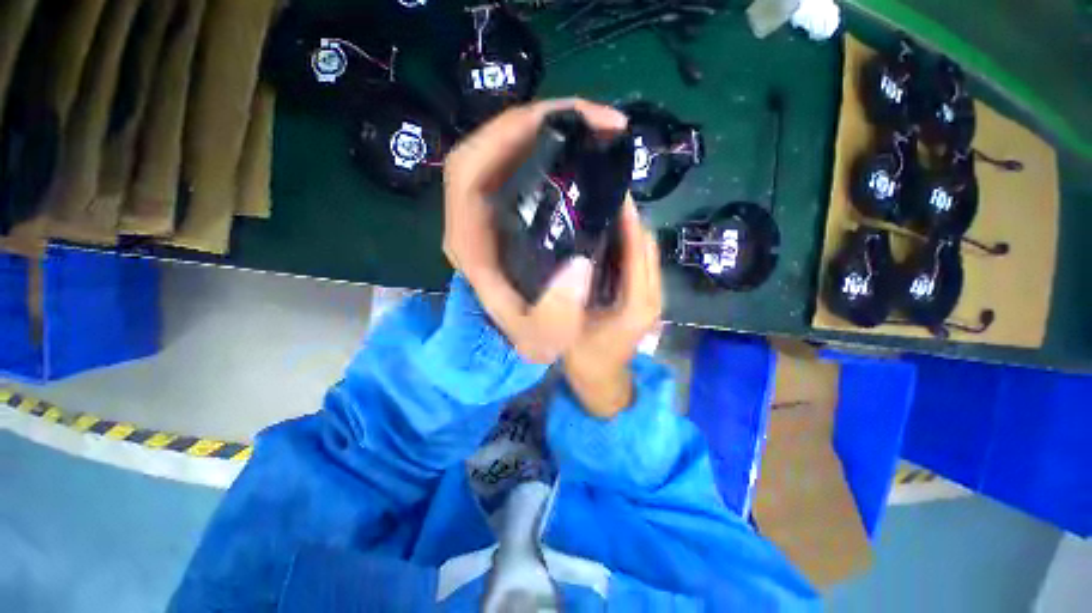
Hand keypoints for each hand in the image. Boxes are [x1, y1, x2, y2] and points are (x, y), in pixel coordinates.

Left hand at [443, 99, 628, 363]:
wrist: (532, 332)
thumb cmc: (533, 333)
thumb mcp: (543, 337)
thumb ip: (556, 315)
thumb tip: (578, 265)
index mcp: (470, 242)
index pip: (470, 169)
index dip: (511, 134)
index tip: (572, 125)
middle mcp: (473, 219)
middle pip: (490, 146)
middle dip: (542, 120)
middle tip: (601, 121)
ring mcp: (491, 210)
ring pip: (508, 149)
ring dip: (552, 129)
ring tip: (600, 128)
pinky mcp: (510, 209)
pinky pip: (524, 164)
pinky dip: (555, 146)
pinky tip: (585, 148)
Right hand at [563, 199, 662, 417]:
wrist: (604, 382)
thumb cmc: (586, 357)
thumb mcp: (574, 324)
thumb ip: (577, 292)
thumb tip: (576, 253)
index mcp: (637, 303)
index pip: (638, 251)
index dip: (629, 221)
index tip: (614, 194)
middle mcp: (653, 296)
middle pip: (649, 247)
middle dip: (632, 221)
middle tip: (605, 198)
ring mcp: (654, 298)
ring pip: (649, 254)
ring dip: (632, 232)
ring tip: (607, 212)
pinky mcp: (648, 299)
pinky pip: (643, 265)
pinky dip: (631, 248)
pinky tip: (610, 239)